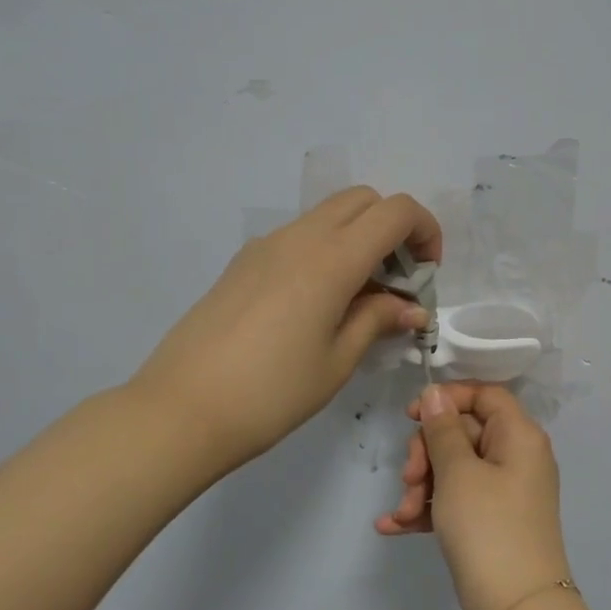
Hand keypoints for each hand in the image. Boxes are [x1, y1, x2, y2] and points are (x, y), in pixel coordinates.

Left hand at [132, 187, 441, 480]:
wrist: (182, 409)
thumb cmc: (272, 392)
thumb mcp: (337, 361)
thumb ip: (377, 321)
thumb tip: (410, 307)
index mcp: (331, 259)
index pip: (395, 211)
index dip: (425, 231)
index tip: (428, 273)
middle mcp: (299, 237)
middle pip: (362, 200)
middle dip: (393, 228)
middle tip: (398, 282)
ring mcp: (265, 245)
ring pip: (328, 215)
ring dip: (358, 239)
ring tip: (359, 297)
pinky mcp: (243, 262)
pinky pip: (299, 237)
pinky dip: (326, 250)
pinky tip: (319, 303)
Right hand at [377, 382, 573, 609]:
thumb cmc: (488, 528)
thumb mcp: (458, 473)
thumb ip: (443, 429)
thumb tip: (436, 394)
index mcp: (519, 435)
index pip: (484, 395)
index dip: (447, 399)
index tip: (411, 416)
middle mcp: (516, 457)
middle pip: (463, 432)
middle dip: (427, 453)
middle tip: (409, 478)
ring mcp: (504, 492)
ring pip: (454, 469)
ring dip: (422, 486)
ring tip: (404, 513)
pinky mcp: (491, 522)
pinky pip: (455, 501)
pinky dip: (428, 509)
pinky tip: (393, 526)